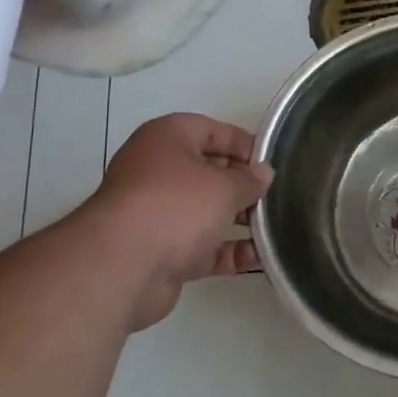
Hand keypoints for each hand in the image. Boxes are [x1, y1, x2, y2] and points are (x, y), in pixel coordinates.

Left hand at [90, 112, 273, 329]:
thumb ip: (249, 180)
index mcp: (166, 139)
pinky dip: (227, 251)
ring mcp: (156, 213)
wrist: (122, 267)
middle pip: (208, 171)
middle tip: (275, 196)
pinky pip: (202, 246)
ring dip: (238, 219)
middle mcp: (157, 171)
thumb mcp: (223, 186)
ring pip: (205, 211)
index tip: (271, 162)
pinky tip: (259, 258)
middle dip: (242, 185)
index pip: (211, 130)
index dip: (243, 143)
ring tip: (274, 226)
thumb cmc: (175, 206)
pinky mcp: (160, 251)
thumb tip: (264, 174)